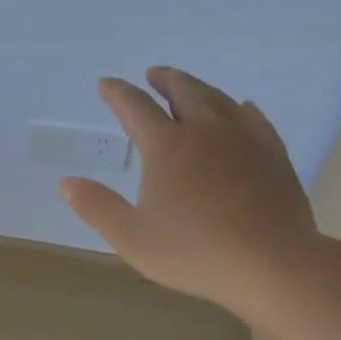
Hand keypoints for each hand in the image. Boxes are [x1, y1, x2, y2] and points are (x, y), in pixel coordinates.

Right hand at [58, 66, 321, 319]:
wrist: (273, 264)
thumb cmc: (195, 253)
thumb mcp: (132, 238)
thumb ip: (97, 207)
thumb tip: (66, 182)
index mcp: (167, 147)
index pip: (135, 107)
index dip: (117, 93)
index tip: (106, 84)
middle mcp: (205, 131)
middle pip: (182, 90)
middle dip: (163, 79)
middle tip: (152, 74)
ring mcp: (244, 139)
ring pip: (218, 99)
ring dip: (198, 88)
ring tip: (188, 88)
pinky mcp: (273, 153)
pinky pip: (253, 118)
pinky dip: (239, 107)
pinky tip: (241, 109)